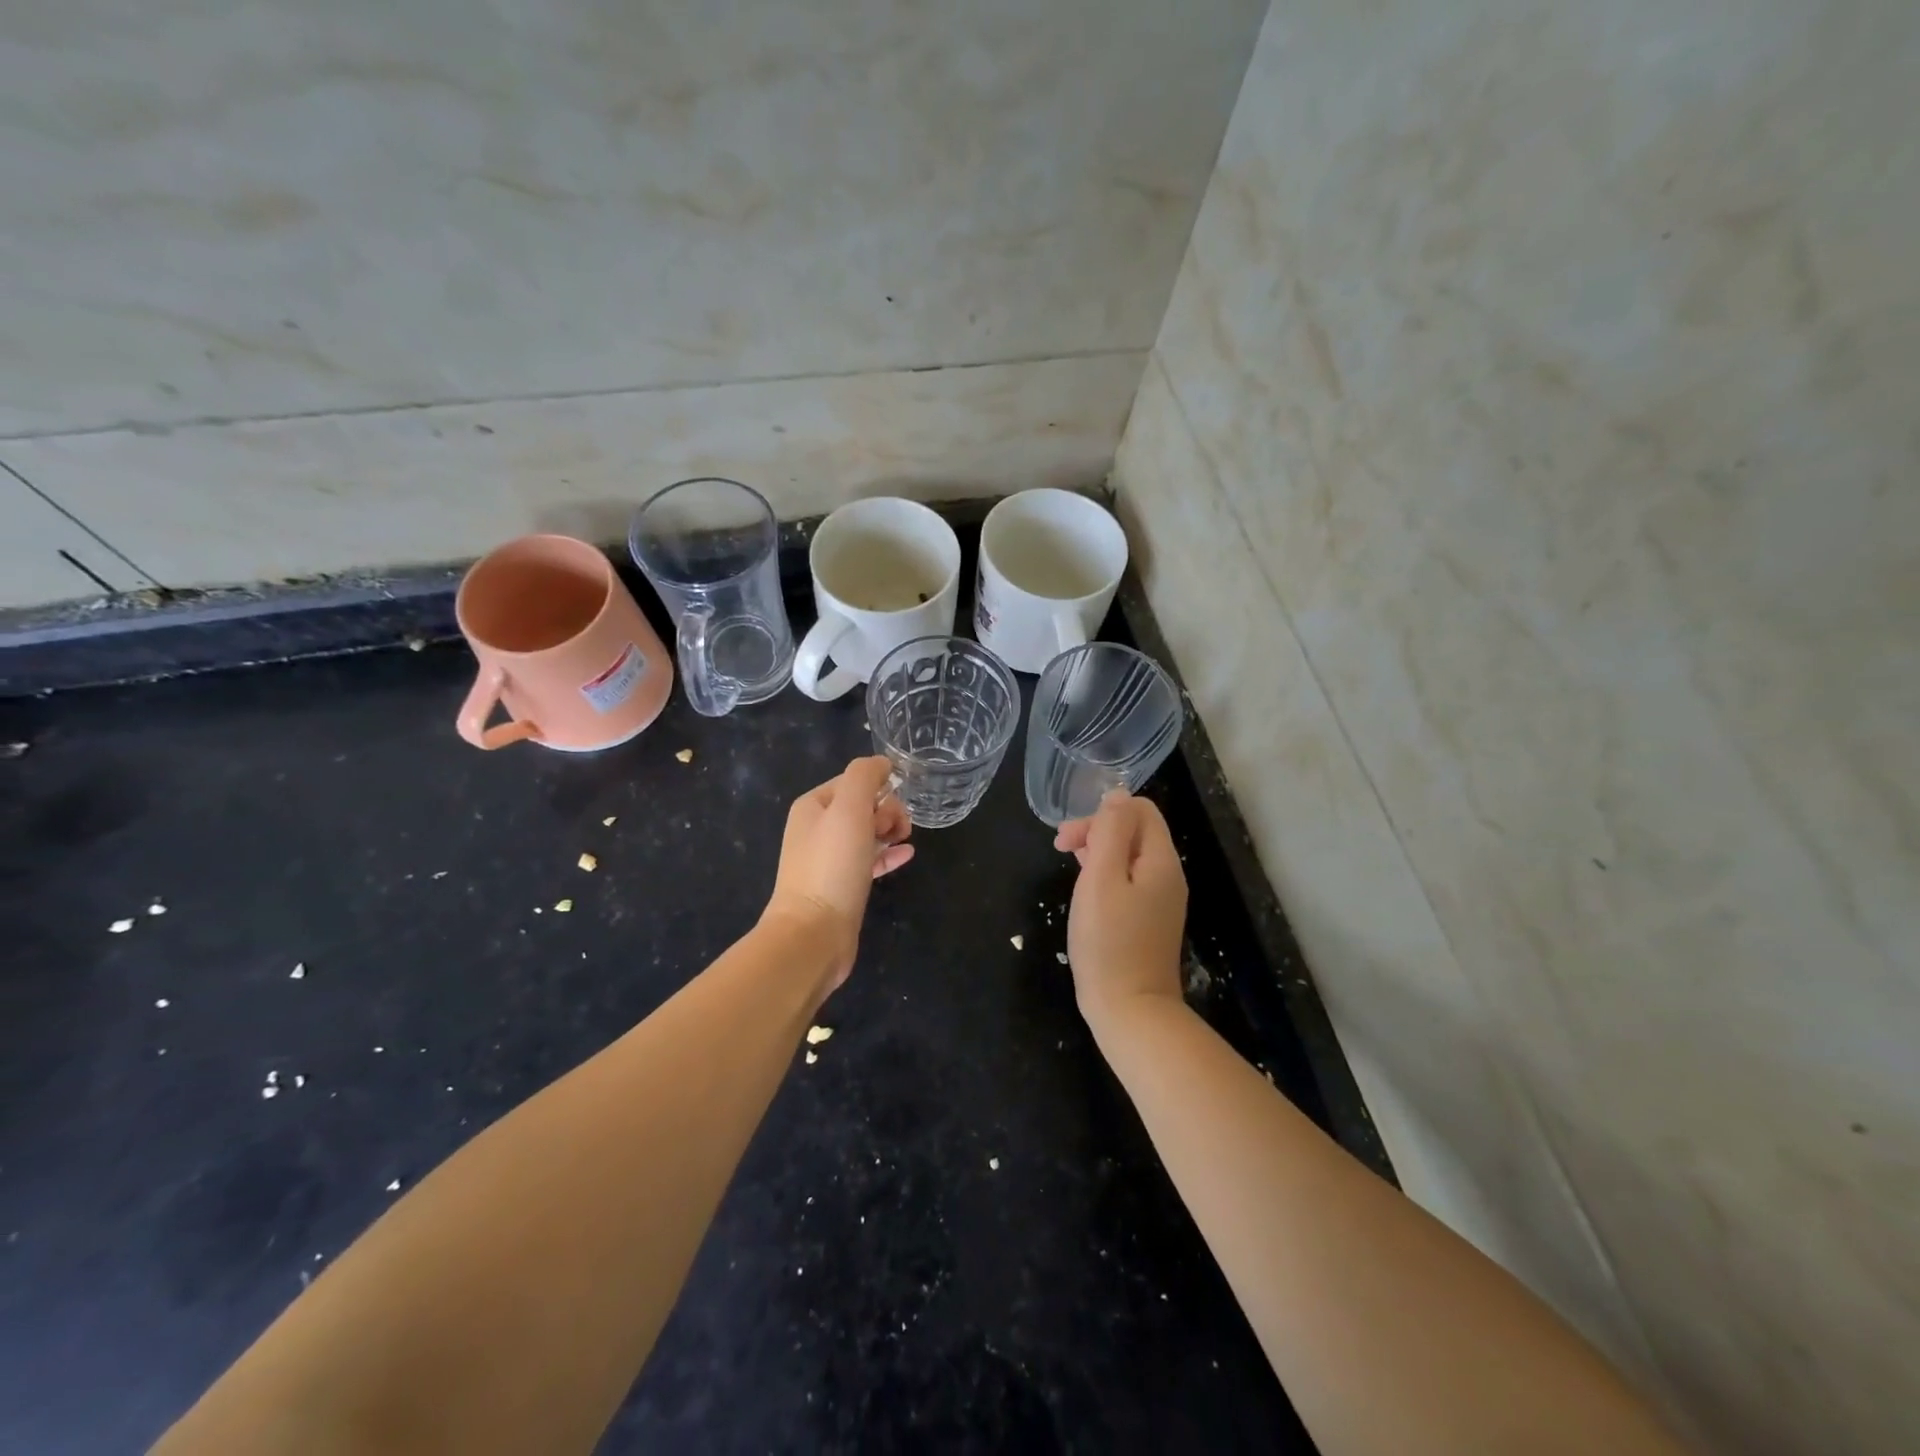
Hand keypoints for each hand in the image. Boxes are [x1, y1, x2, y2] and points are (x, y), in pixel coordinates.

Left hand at [763, 756, 913, 996]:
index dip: (879, 789)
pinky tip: (907, 855)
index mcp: (813, 806)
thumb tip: (882, 763)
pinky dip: (888, 854)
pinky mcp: (841, 886)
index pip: (853, 781)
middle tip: (896, 830)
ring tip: (905, 840)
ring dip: (890, 830)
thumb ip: (864, 777)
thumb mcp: (849, 809)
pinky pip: (869, 860)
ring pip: (867, 832)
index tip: (894, 808)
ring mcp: (828, 859)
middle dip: (887, 810)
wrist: (813, 934)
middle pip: (862, 805)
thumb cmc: (832, 866)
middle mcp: (816, 829)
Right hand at [1054, 791, 1187, 1034]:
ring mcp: (1160, 901)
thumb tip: (1117, 794)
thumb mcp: (1101, 879)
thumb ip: (1109, 832)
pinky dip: (1104, 875)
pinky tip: (1085, 890)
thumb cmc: (1109, 942)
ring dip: (1097, 851)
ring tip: (1069, 864)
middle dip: (1096, 829)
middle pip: (1134, 831)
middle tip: (1060, 849)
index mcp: (1161, 861)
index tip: (1070, 838)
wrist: (1130, 1011)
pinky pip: (1128, 881)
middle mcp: (1167, 876)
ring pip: (1128, 856)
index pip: (1140, 810)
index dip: (1102, 813)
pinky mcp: (1148, 921)